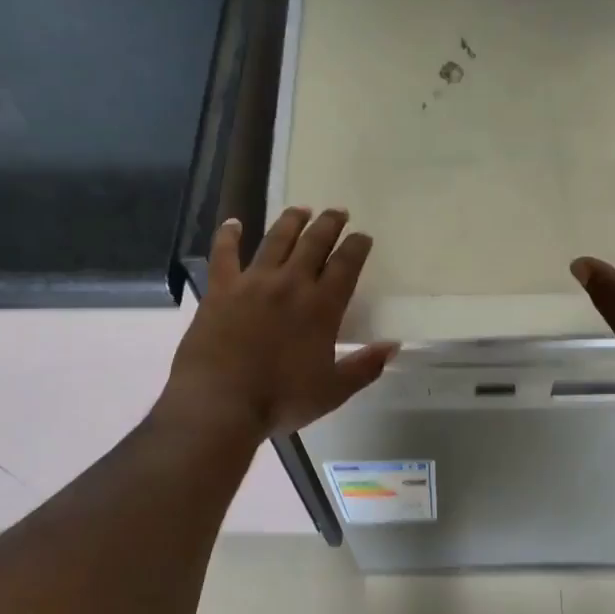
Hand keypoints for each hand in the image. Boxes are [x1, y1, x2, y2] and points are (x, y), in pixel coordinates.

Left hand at [161, 207, 396, 437]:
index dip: (357, 246)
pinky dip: (229, 236)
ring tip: (300, 209)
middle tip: (337, 212)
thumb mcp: (333, 391)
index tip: (363, 236)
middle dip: (329, 224)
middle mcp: (290, 283)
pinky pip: (225, 254)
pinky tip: (233, 223)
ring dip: (291, 221)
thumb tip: (394, 346)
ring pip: (276, 239)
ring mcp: (253, 282)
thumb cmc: (280, 400)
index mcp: (321, 306)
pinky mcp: (220, 289)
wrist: (220, 404)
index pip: (346, 264)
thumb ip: (365, 367)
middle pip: (314, 242)